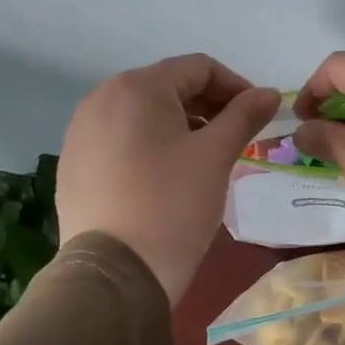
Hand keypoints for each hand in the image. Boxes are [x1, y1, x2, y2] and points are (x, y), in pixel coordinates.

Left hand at [56, 55, 277, 302]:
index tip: (259, 115)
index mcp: (136, 87)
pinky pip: (122, 140)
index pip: (198, 68)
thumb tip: (269, 93)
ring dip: (182, 126)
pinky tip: (168, 178)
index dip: (236, 86)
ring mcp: (81, 133)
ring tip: (206, 159)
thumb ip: (245, 115)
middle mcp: (101, 99)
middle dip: (209, 107)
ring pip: (144, 114)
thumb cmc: (172, 205)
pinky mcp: (74, 165)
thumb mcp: (216, 155)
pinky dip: (152, 146)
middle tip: (237, 138)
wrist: (114, 276)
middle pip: (169, 87)